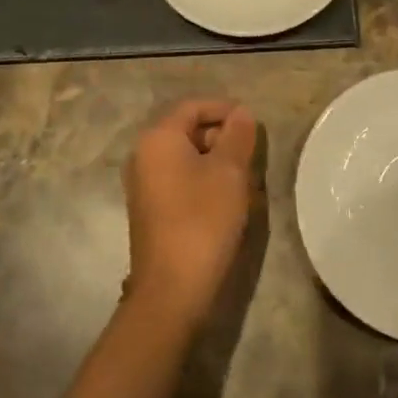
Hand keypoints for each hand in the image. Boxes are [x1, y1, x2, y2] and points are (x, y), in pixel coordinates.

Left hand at [124, 99, 257, 328]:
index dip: (225, 109)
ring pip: (185, 157)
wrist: (171, 291)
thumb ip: (237, 135)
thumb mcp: (229, 172)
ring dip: (215, 161)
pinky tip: (225, 201)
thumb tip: (241, 112)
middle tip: (252, 154)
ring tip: (245, 179)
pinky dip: (202, 180)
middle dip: (221, 136)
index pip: (193, 106)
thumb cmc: (202, 221)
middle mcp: (143, 155)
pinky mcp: (149, 210)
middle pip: (187, 129)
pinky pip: (179, 180)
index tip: (253, 123)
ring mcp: (143, 184)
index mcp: (158, 138)